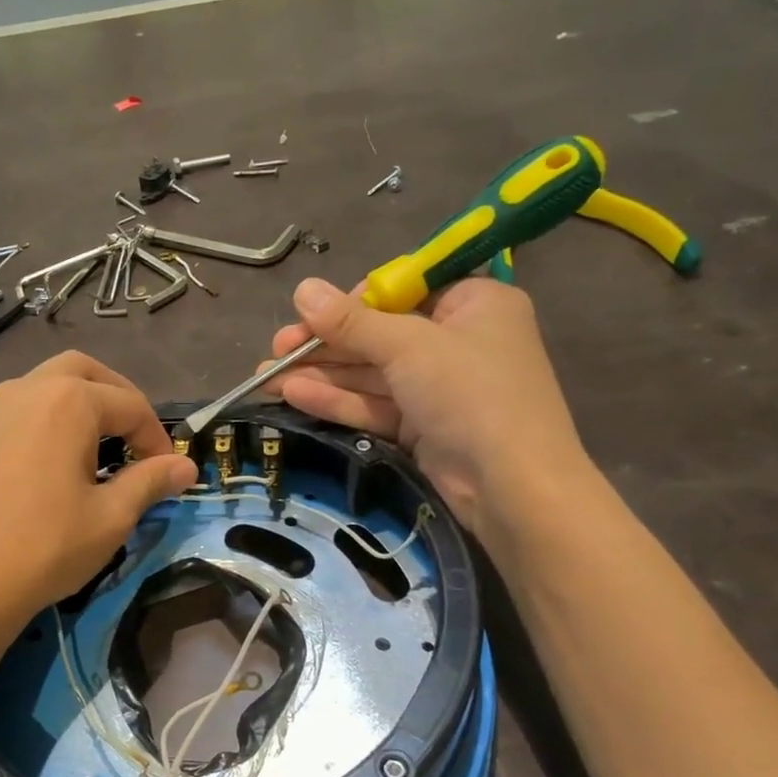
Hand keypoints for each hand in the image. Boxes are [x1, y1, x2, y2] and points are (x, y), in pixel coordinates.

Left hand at [0, 352, 196, 640]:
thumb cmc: (44, 547)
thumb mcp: (110, 518)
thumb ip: (150, 482)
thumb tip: (186, 467)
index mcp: (67, 401)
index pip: (130, 405)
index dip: (157, 438)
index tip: (168, 473)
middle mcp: (26, 391)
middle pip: (83, 373)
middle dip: (116, 398)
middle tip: (134, 439)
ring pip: (44, 387)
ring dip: (77, 406)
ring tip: (95, 451)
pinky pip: (17, 414)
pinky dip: (44, 424)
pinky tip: (49, 468)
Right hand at [259, 277, 589, 533]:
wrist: (511, 488)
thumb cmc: (470, 393)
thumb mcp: (408, 347)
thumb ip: (352, 321)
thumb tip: (301, 288)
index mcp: (473, 304)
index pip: (402, 291)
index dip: (352, 302)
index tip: (310, 314)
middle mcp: (458, 341)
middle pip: (380, 335)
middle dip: (325, 344)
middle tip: (276, 350)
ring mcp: (440, 388)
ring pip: (372, 374)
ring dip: (322, 375)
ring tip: (266, 377)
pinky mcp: (424, 427)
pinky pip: (376, 405)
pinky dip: (338, 401)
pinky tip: (293, 396)